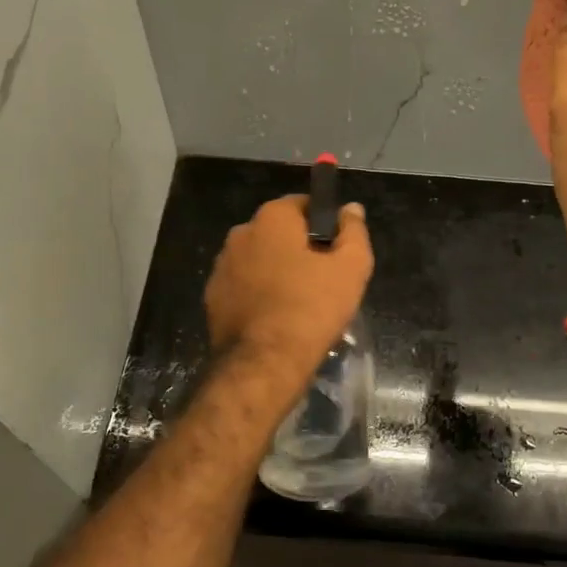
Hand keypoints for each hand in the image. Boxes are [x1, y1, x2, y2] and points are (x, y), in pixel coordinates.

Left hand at [204, 194, 373, 387]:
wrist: (264, 362)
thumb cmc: (313, 307)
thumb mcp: (351, 267)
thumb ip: (354, 230)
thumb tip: (350, 208)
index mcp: (272, 217)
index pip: (304, 205)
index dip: (325, 224)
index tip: (338, 250)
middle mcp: (241, 232)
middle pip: (280, 232)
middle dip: (299, 248)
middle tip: (323, 278)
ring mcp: (222, 265)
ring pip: (260, 259)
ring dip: (277, 271)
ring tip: (299, 302)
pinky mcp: (213, 296)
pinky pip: (244, 285)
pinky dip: (259, 293)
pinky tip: (275, 317)